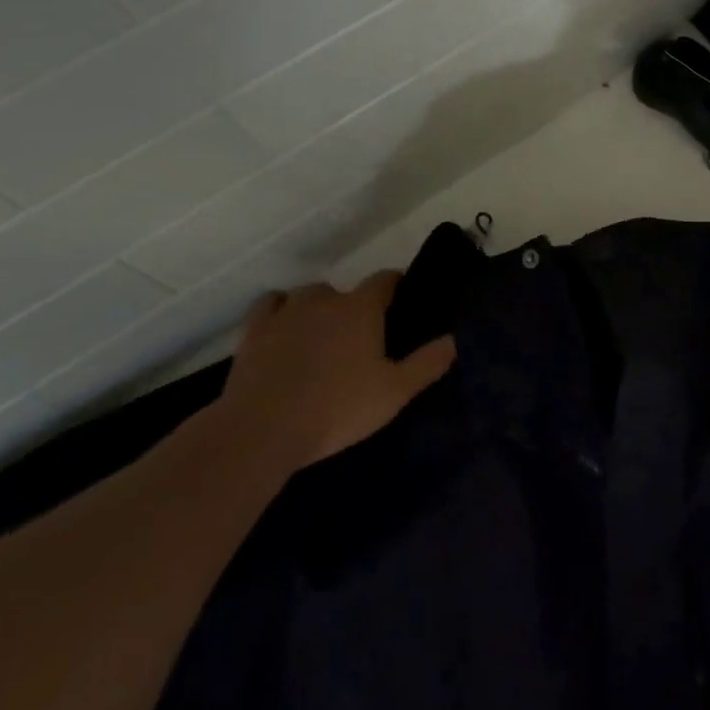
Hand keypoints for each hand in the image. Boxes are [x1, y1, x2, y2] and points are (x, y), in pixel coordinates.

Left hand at [210, 271, 455, 486]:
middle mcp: (325, 299)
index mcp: (361, 308)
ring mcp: (286, 311)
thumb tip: (455, 339)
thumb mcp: (394, 392)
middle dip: (354, 306)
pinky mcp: (254, 330)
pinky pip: (271, 305)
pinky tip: (284, 327)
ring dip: (318, 308)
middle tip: (360, 337)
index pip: (385, 279)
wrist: (262, 429)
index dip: (396, 286)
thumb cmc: (337, 408)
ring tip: (321, 335)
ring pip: (308, 295)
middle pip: (345, 290)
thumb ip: (427, 364)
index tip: (401, 301)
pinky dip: (280, 310)